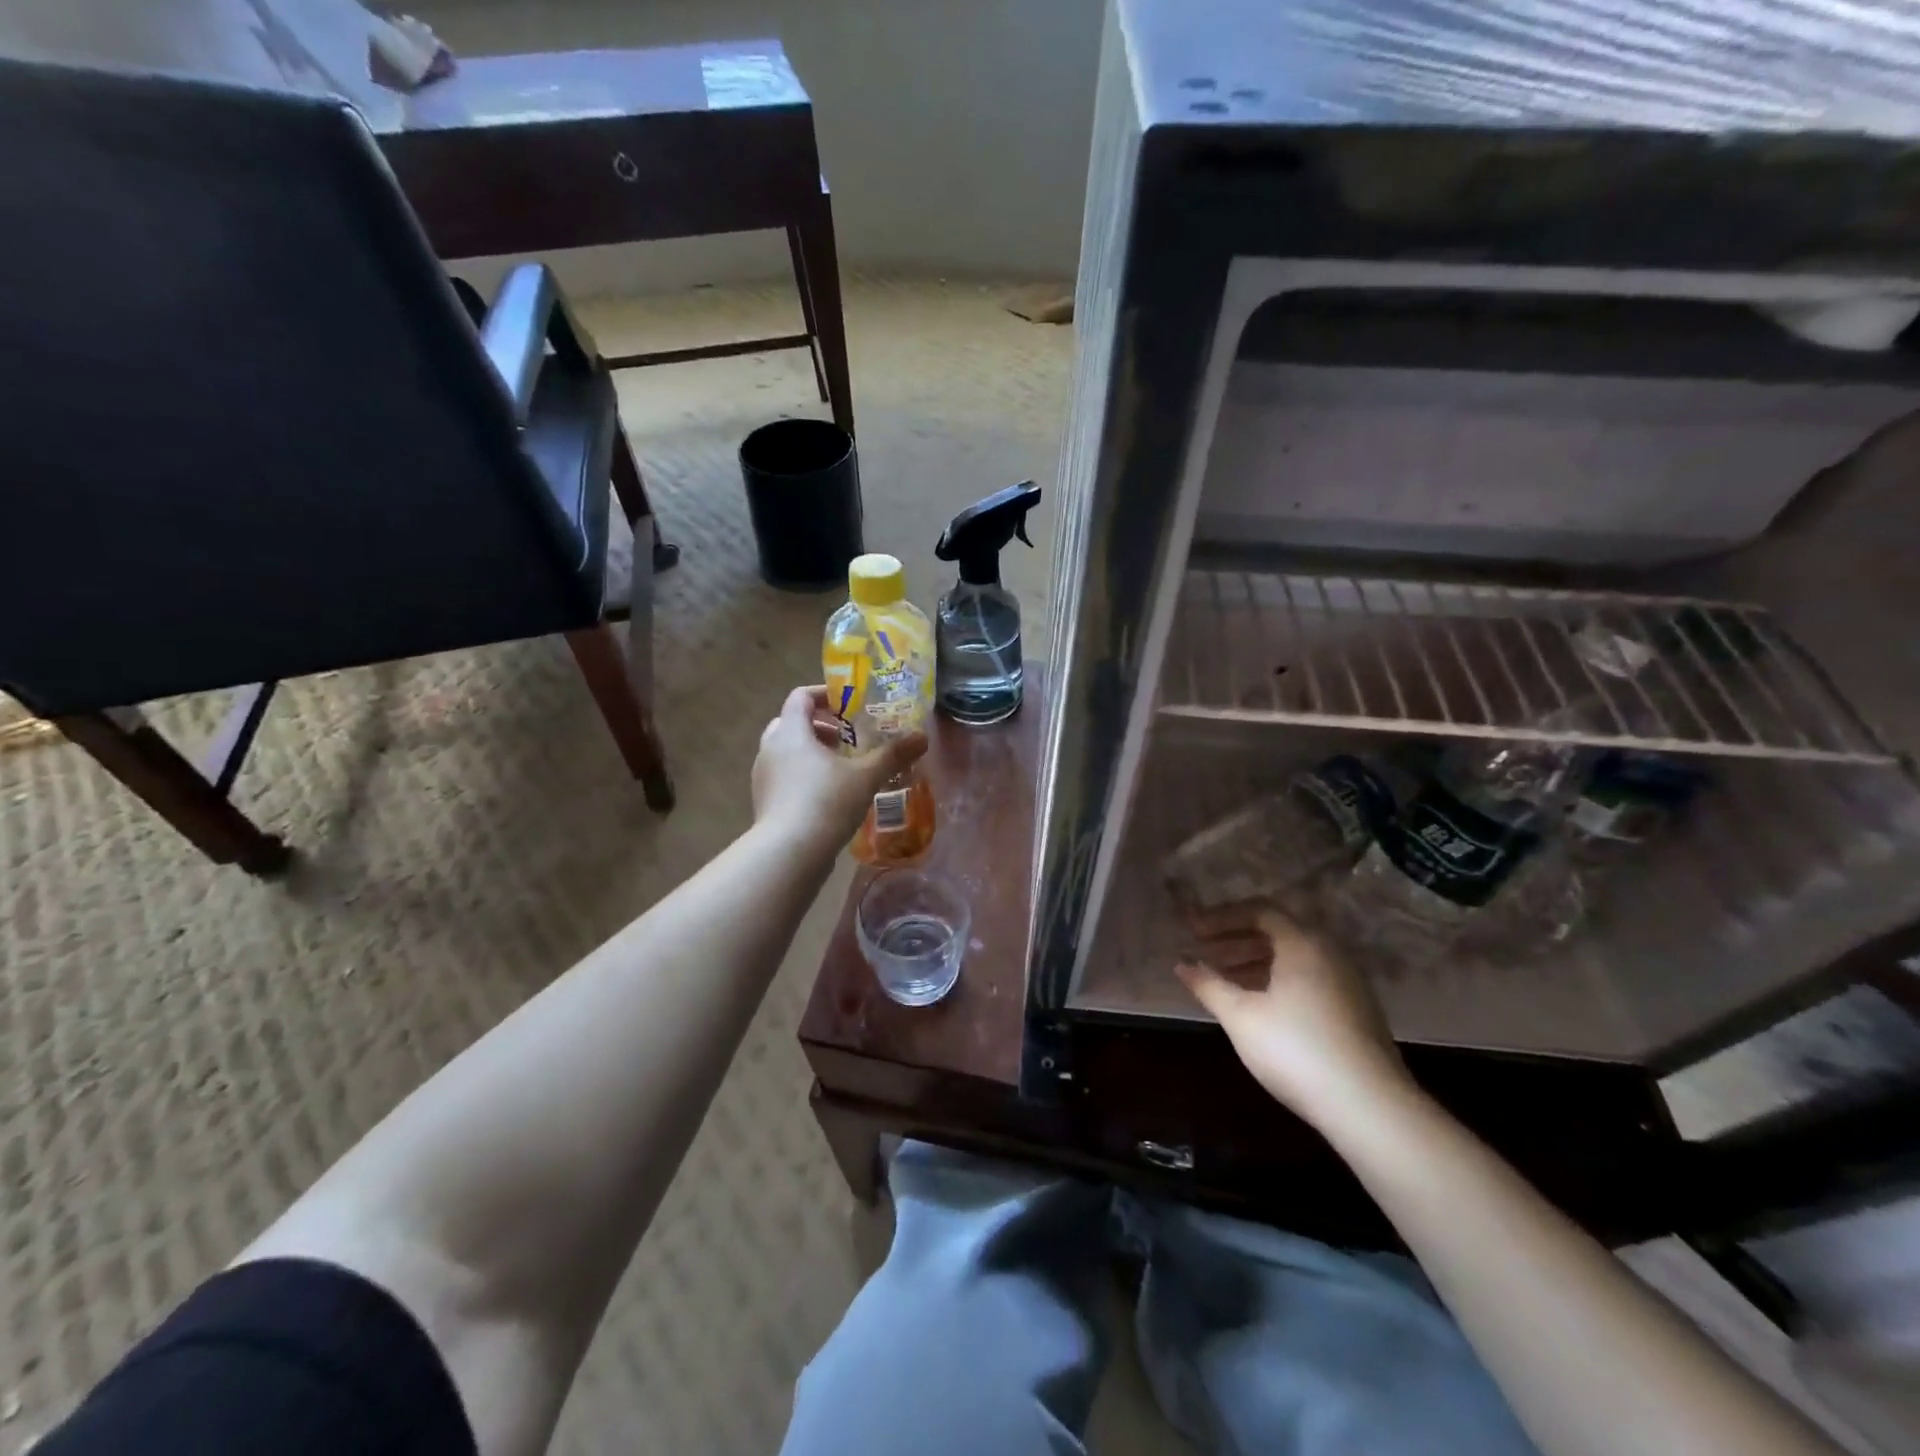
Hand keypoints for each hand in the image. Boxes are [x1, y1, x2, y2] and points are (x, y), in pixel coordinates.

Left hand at [751, 685, 926, 848]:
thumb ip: (893, 755)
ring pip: (786, 751)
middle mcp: (770, 748)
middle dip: (820, 726)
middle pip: (791, 723)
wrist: (789, 854)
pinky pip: (784, 776)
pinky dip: (804, 775)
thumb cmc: (825, 802)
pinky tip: (829, 795)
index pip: (801, 697)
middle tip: (848, 737)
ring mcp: (764, 777)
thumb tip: (922, 737)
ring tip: (843, 767)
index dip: (825, 694)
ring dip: (812, 752)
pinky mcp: (765, 802)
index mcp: (791, 732)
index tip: (850, 704)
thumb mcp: (866, 777)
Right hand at [1176, 904, 1411, 1126]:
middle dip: (1237, 939)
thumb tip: (1182, 963)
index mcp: (1302, 943)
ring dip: (1256, 961)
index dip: (1222, 918)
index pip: (1260, 911)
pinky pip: (1310, 978)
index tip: (1193, 932)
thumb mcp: (1241, 1016)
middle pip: (1278, 932)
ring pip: (1294, 957)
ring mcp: (1348, 982)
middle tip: (1205, 953)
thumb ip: (1208, 984)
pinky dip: (1278, 980)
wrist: (1370, 1106)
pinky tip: (1260, 1006)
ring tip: (1225, 981)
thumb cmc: (1295, 1049)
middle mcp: (1329, 953)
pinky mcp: (1357, 1010)